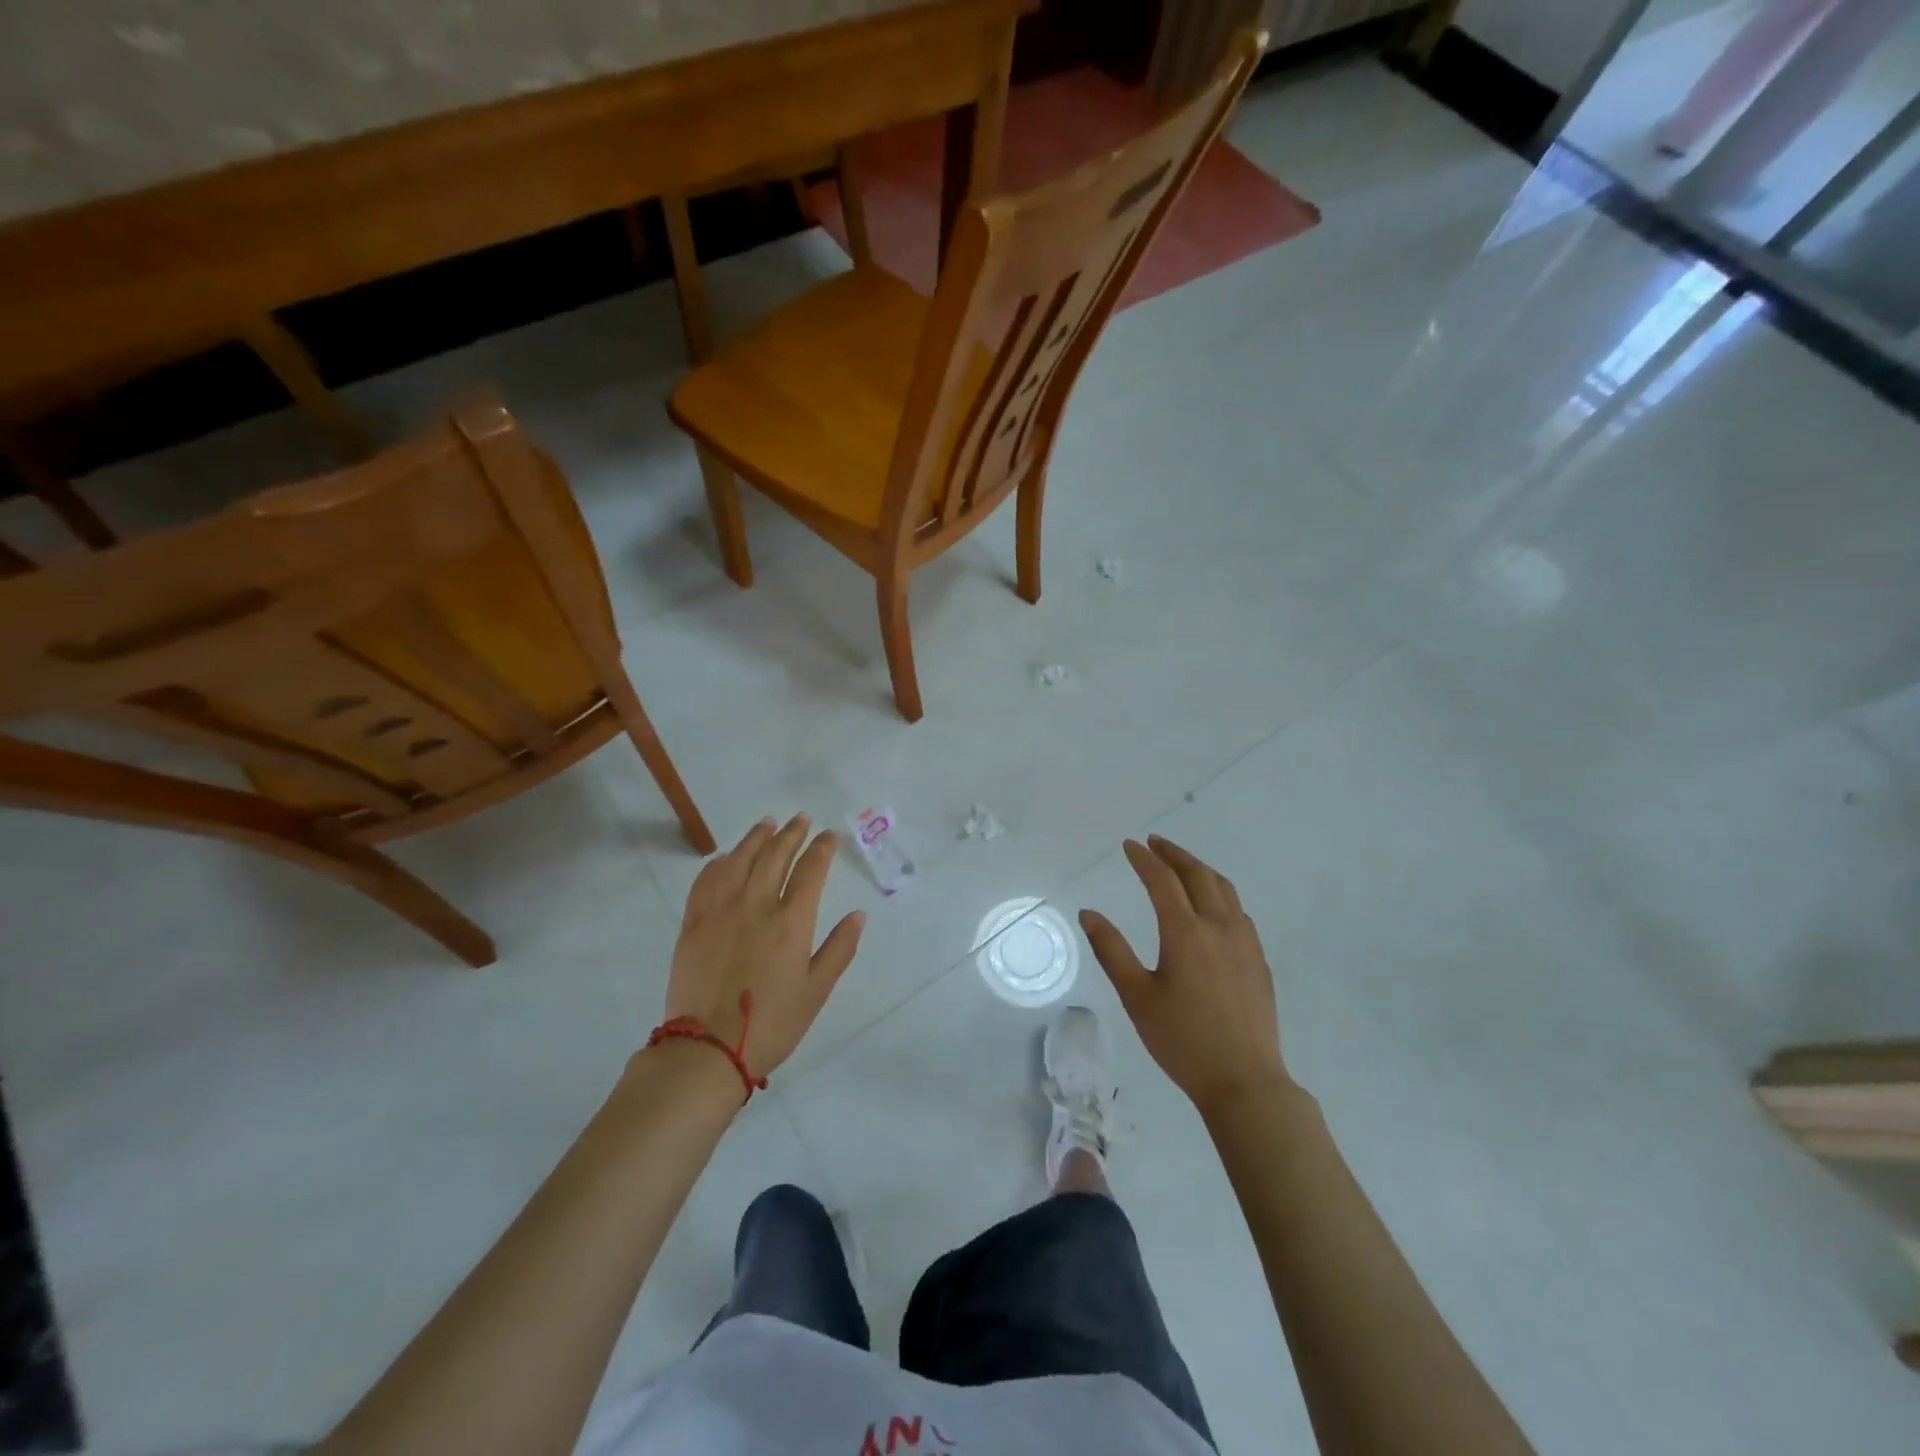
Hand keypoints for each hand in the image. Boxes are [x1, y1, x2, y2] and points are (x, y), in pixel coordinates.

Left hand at [663, 814, 864, 1083]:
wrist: (707, 1050)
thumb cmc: (771, 1024)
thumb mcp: (817, 991)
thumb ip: (839, 949)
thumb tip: (858, 915)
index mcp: (791, 922)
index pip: (811, 870)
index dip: (822, 849)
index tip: (829, 836)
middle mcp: (756, 905)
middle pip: (775, 856)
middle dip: (791, 833)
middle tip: (801, 819)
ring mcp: (720, 911)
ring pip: (739, 860)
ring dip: (756, 838)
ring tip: (767, 824)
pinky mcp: (693, 924)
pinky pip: (705, 881)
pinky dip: (718, 863)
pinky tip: (725, 857)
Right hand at [1080, 835, 1292, 1116]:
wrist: (1244, 1080)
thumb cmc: (1182, 1040)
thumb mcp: (1136, 996)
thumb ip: (1111, 950)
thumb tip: (1089, 913)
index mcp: (1185, 932)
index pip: (1162, 880)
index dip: (1144, 859)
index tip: (1129, 845)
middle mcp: (1218, 926)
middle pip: (1197, 875)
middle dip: (1174, 854)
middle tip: (1154, 843)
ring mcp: (1244, 942)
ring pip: (1224, 888)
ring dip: (1199, 869)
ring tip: (1181, 865)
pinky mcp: (1258, 959)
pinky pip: (1238, 910)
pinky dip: (1219, 893)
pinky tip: (1212, 905)